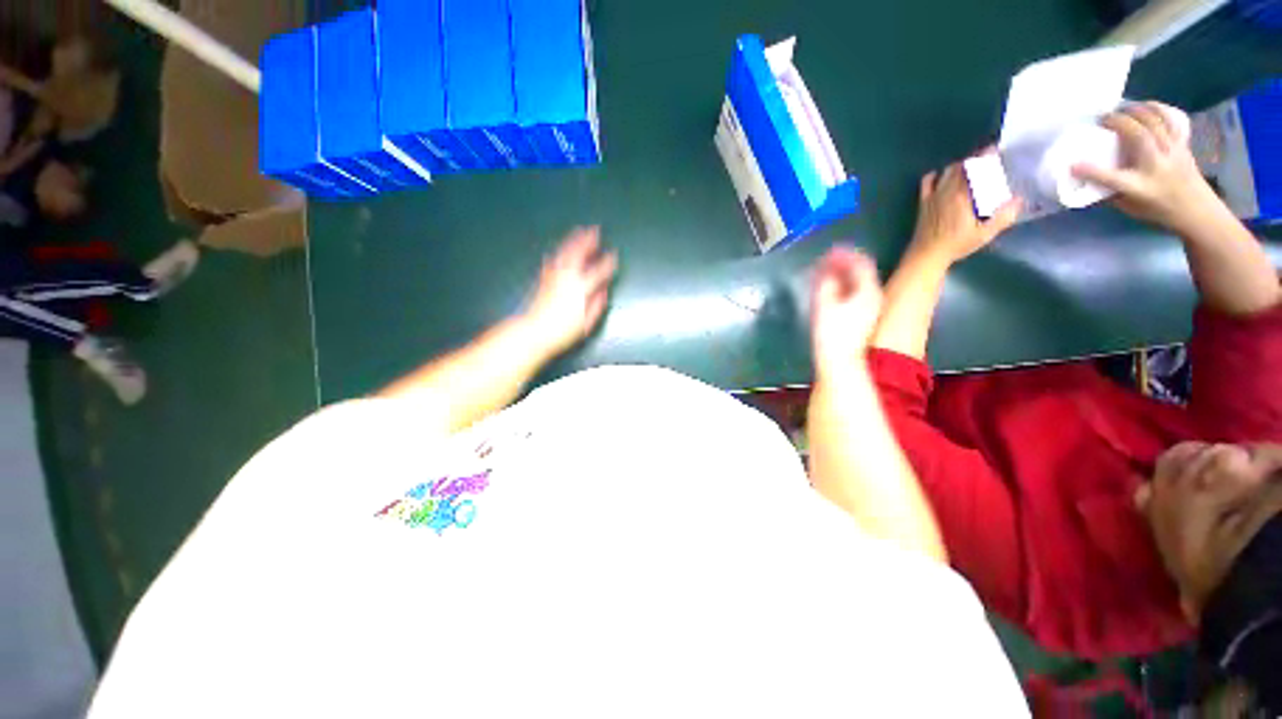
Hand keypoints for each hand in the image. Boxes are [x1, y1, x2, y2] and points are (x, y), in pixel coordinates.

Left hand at [523, 227, 617, 358]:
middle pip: (579, 255)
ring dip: (573, 241)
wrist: (533, 332)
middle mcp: (567, 279)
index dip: (607, 262)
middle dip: (588, 242)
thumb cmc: (562, 333)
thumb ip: (597, 306)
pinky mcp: (544, 280)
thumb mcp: (586, 325)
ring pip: (564, 254)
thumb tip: (604, 291)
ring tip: (579, 231)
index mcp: (581, 290)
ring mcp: (554, 277)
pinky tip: (557, 251)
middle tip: (595, 230)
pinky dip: (557, 254)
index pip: (598, 272)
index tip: (614, 254)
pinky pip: (551, 261)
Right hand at [811, 246, 883, 379]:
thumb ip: (826, 283)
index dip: (845, 254)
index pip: (860, 263)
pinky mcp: (863, 317)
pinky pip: (854, 293)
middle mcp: (874, 296)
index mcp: (868, 291)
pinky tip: (830, 289)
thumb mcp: (824, 305)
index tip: (830, 250)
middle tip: (825, 260)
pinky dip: (843, 287)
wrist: (840, 361)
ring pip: (857, 283)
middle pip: (860, 272)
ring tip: (824, 272)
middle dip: (842, 263)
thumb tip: (826, 270)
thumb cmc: (831, 333)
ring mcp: (870, 308)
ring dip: (842, 275)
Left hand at [909, 160, 1021, 264]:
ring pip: (947, 171)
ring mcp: (933, 195)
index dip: (986, 156)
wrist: (926, 255)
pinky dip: (935, 175)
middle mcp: (947, 191)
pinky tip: (941, 176)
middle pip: (962, 166)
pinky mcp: (924, 202)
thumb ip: (1003, 217)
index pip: (976, 168)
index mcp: (963, 196)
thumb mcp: (985, 234)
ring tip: (970, 168)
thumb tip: (1019, 199)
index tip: (997, 150)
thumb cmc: (956, 245)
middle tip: (987, 160)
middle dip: (975, 159)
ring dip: (959, 165)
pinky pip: (927, 182)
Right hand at [1072, 102, 1218, 233]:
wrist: (1196, 210)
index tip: (1072, 165)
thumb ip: (1110, 190)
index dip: (1089, 171)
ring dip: (1137, 110)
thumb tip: (1091, 177)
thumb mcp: (1129, 206)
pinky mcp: (1182, 144)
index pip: (1110, 178)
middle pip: (1139, 136)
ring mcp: (1172, 152)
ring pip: (1156, 122)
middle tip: (1103, 118)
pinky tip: (1148, 106)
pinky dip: (1159, 109)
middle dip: (1119, 122)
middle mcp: (1156, 166)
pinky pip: (1172, 121)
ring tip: (1123, 108)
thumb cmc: (1158, 209)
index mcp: (1140, 187)